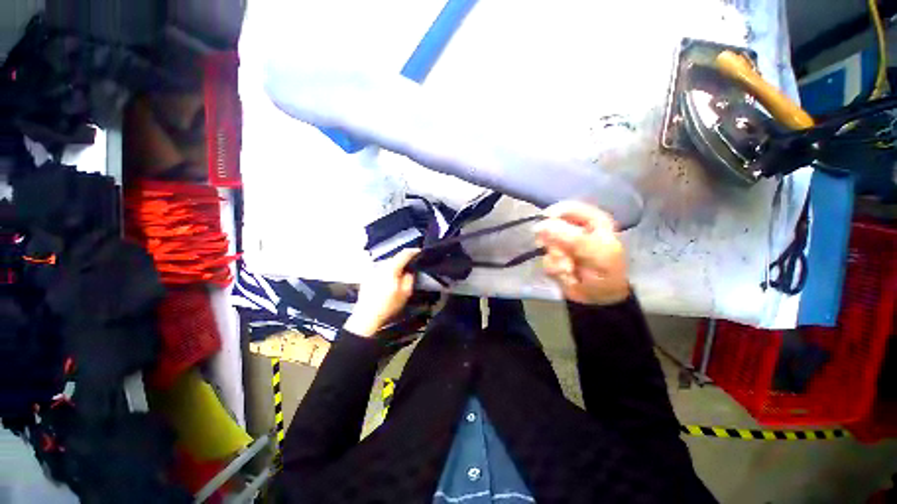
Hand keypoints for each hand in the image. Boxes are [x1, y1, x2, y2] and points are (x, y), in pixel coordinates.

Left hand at [344, 249, 419, 337]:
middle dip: (403, 260)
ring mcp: (371, 271)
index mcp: (390, 269)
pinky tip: (388, 281)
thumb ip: (409, 279)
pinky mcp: (366, 277)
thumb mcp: (405, 294)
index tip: (419, 252)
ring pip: (386, 264)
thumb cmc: (388, 306)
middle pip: (394, 258)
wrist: (366, 317)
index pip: (403, 254)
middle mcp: (380, 266)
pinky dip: (386, 271)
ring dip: (394, 266)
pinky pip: (380, 270)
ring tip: (399, 274)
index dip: (413, 251)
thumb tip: (408, 271)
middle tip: (410, 266)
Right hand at [535, 201, 629, 305]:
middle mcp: (574, 229)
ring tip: (570, 268)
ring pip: (545, 245)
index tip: (543, 226)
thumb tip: (540, 225)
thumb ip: (570, 237)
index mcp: (591, 220)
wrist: (600, 298)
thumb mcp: (595, 251)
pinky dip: (555, 269)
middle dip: (554, 243)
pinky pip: (545, 259)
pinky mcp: (553, 258)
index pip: (566, 208)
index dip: (553, 215)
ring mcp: (562, 244)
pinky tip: (567, 275)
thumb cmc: (606, 270)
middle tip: (562, 253)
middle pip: (550, 226)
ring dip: (556, 259)